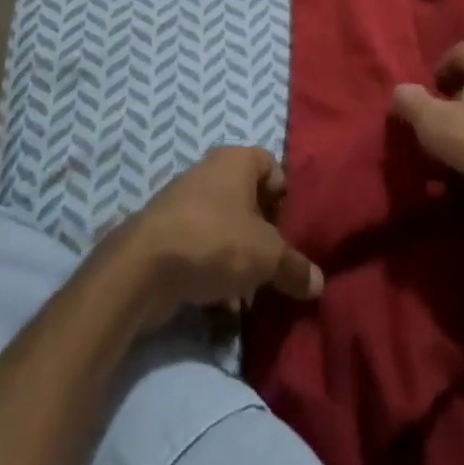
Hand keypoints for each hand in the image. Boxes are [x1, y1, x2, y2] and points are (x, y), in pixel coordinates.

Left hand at [118, 146, 322, 331]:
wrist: (144, 267)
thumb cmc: (215, 241)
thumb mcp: (267, 257)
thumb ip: (295, 267)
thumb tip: (320, 283)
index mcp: (237, 159)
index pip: (272, 166)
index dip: (285, 198)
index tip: (291, 232)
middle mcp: (211, 170)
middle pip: (249, 199)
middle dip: (263, 235)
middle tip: (273, 267)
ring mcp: (185, 199)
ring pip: (226, 226)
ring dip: (239, 258)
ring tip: (248, 296)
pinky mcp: (166, 231)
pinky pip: (201, 246)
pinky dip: (213, 270)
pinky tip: (221, 305)